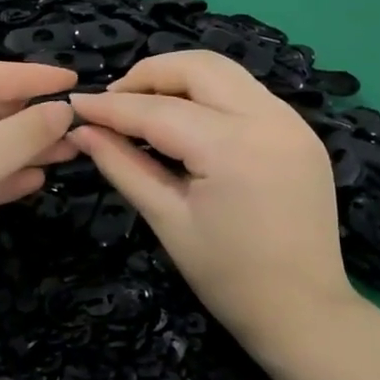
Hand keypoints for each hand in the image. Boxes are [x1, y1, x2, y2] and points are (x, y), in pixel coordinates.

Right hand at [69, 51, 353, 355]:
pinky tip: (188, 120)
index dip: (111, 106)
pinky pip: (247, 94)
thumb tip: (82, 131)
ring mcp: (293, 122)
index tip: (76, 103)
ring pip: (226, 72)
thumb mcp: (167, 220)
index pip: (158, 110)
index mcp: (232, 147)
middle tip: (113, 102)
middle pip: (198, 67)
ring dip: (180, 79)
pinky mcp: (302, 133)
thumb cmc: (227, 278)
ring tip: (145, 106)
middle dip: (149, 75)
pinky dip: (210, 96)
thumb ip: (123, 166)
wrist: (303, 312)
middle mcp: (268, 118)